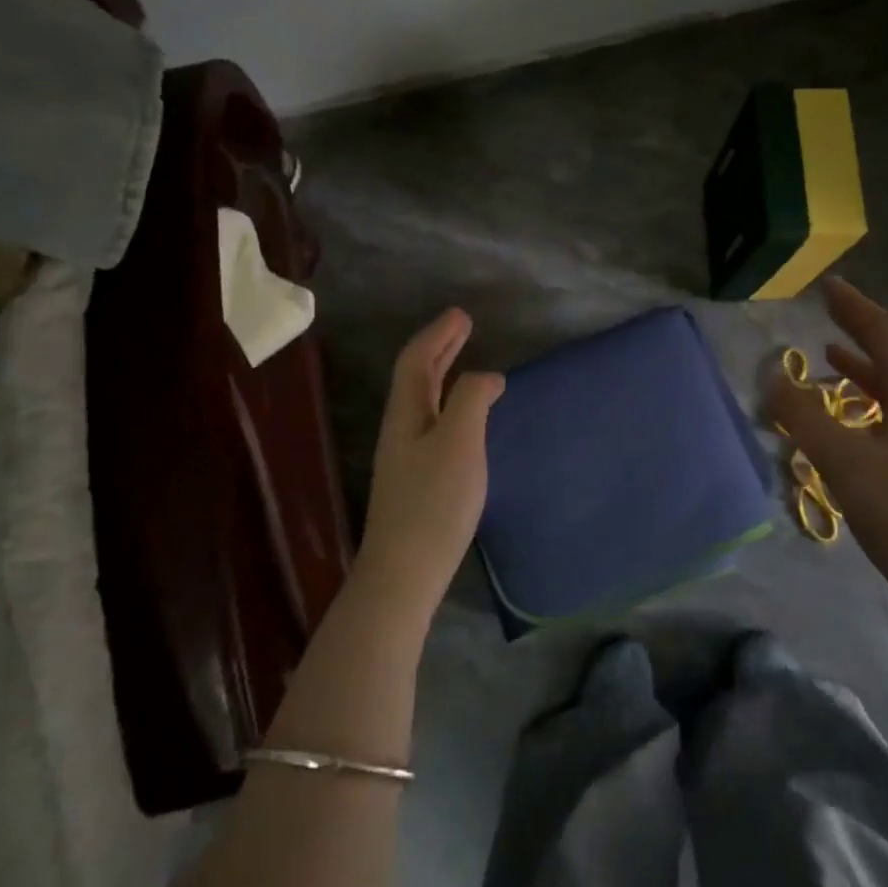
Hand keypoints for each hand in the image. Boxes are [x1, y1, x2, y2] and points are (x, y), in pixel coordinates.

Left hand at [356, 308, 504, 614]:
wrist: (405, 570)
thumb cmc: (434, 502)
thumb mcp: (459, 443)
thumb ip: (471, 401)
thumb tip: (486, 377)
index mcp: (406, 413)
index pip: (416, 360)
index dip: (438, 334)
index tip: (462, 315)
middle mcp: (401, 428)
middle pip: (416, 377)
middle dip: (440, 349)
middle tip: (463, 327)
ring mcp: (406, 456)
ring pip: (423, 400)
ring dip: (443, 374)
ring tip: (465, 360)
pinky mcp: (416, 478)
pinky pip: (432, 421)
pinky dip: (449, 402)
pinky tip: (464, 417)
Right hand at [766, 278, 887, 605]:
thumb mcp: (842, 459)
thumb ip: (802, 417)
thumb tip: (771, 379)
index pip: (885, 336)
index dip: (854, 308)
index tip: (828, 286)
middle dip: (858, 332)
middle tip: (827, 313)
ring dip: (862, 369)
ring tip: (829, 359)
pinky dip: (867, 402)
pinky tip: (849, 420)